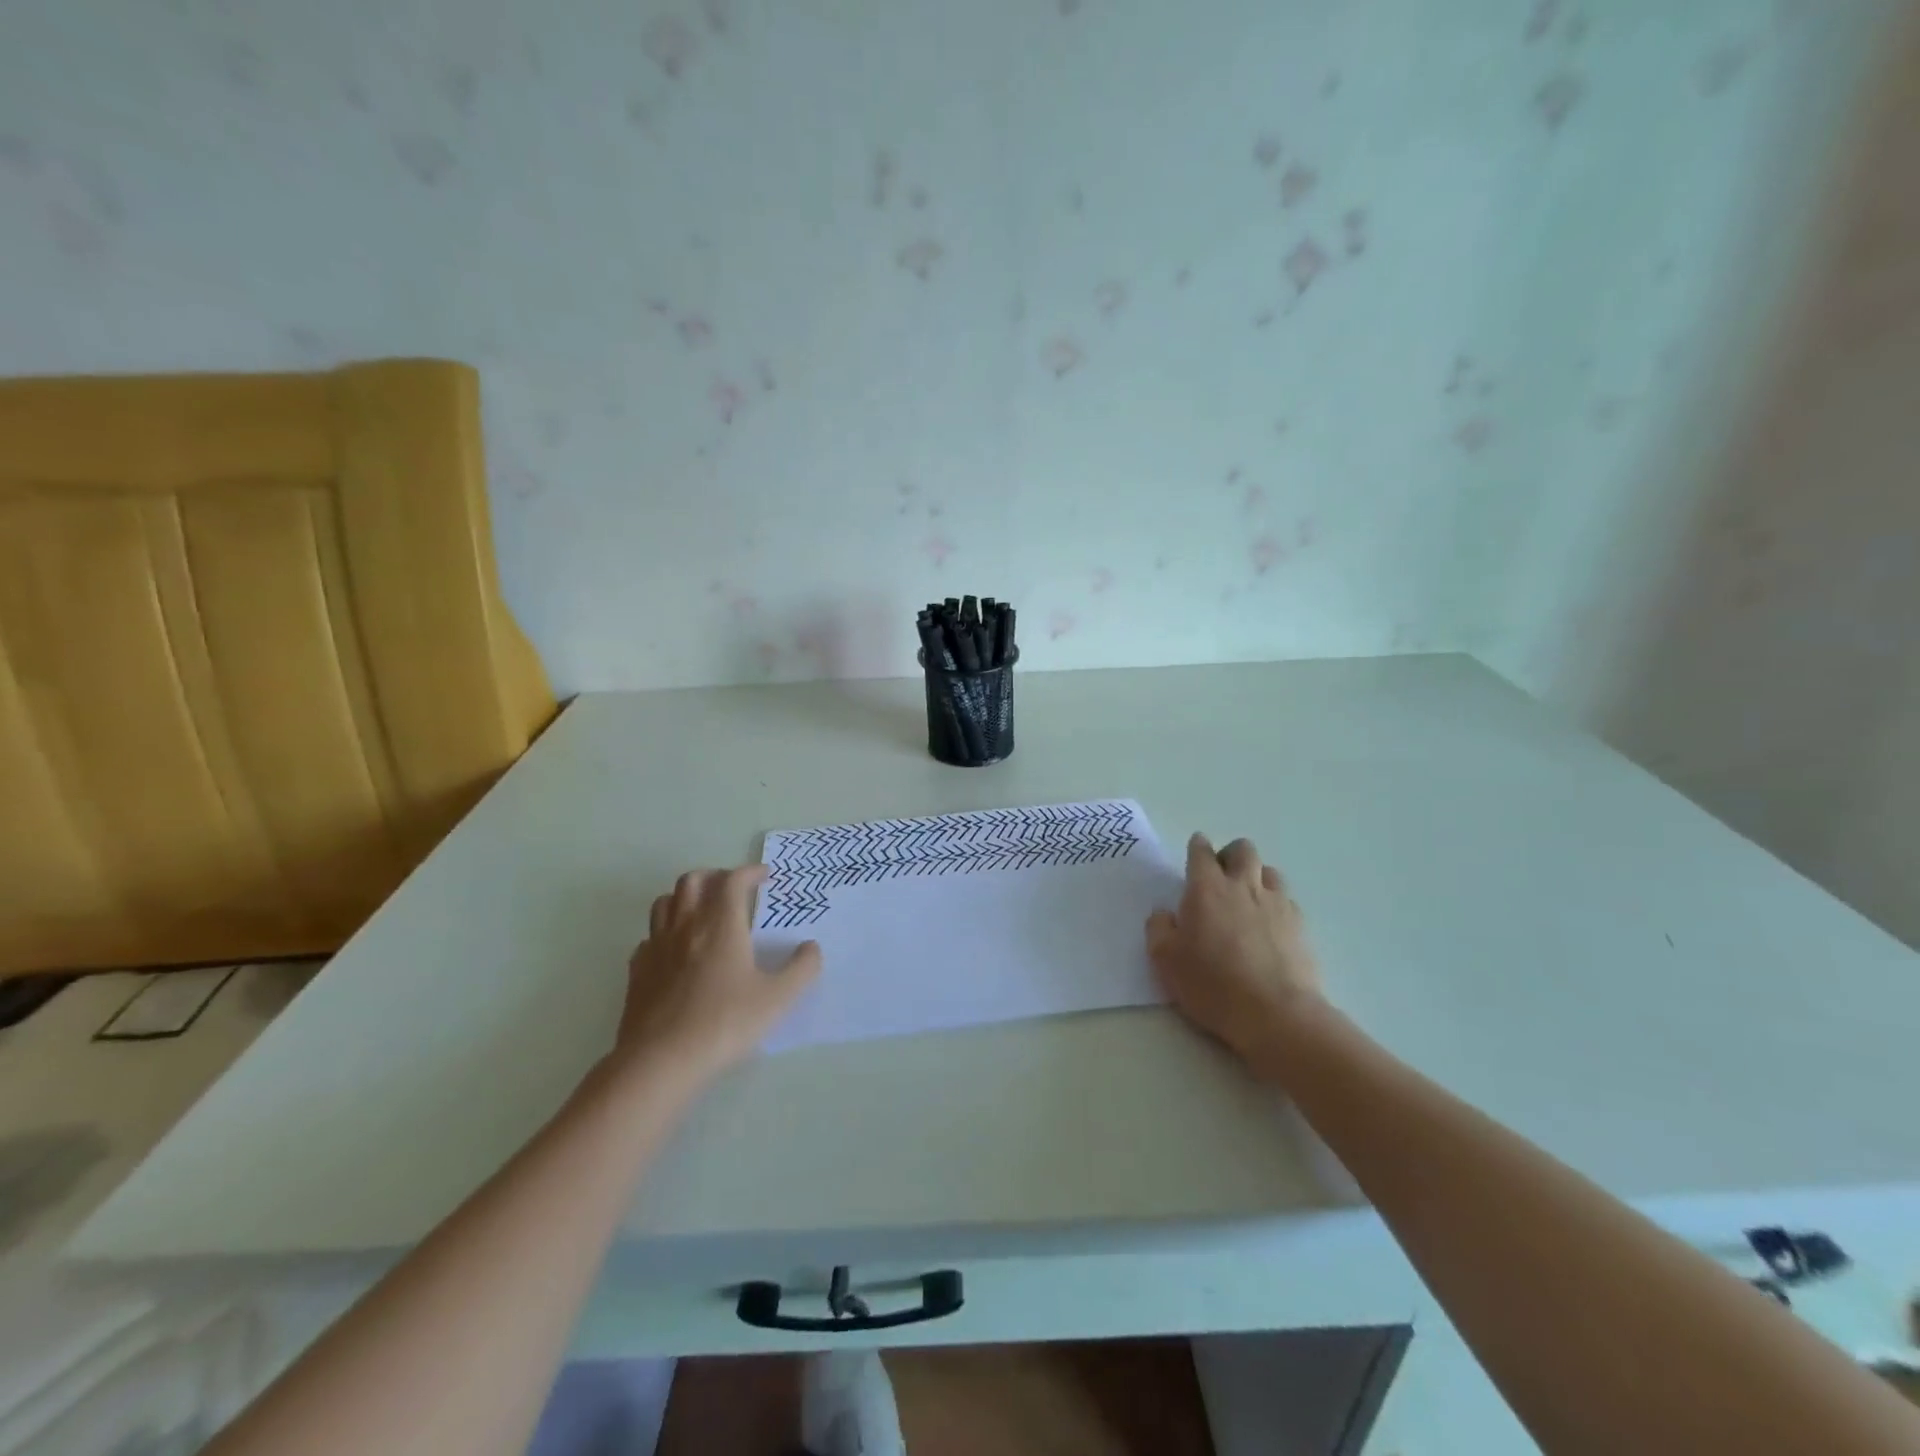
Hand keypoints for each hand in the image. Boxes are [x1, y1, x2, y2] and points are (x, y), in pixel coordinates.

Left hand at [615, 864, 821, 1086]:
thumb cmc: (725, 1023)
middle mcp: (686, 926)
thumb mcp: (778, 998)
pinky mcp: (637, 971)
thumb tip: (811, 947)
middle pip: (692, 880)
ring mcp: (656, 947)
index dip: (750, 872)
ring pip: (665, 903)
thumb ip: (801, 969)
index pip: (732, 880)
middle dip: (715, 876)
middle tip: (733, 889)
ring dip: (685, 898)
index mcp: (721, 924)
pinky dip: (664, 932)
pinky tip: (675, 951)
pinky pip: (649, 937)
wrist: (660, 1061)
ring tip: (702, 912)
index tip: (764, 877)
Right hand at [1146, 834, 1324, 1074]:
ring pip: (1269, 870)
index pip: (1201, 852)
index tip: (1195, 852)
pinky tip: (1269, 925)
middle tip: (1220, 876)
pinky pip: (1287, 900)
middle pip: (1242, 850)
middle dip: (1230, 855)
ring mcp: (1276, 903)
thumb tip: (1164, 913)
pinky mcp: (1300, 925)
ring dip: (1256, 876)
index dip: (1197, 848)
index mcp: (1206, 889)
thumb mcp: (1165, 960)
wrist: (1275, 1014)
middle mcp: (1243, 886)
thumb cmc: (1212, 985)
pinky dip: (1276, 904)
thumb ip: (1159, 928)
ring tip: (1247, 899)